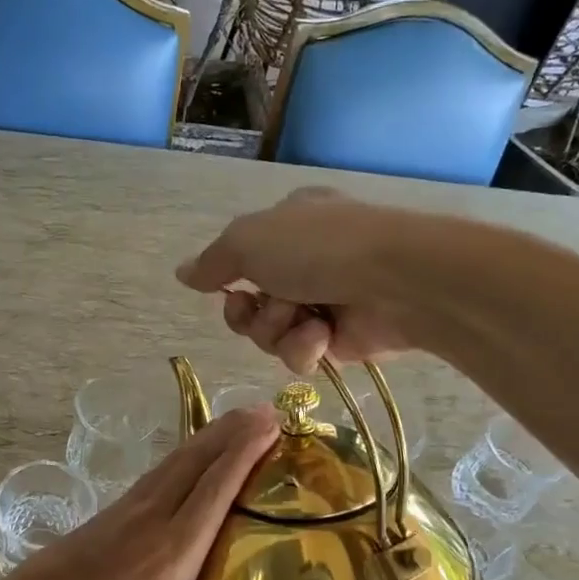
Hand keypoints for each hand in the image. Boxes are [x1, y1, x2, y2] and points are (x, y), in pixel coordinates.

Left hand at [0, 406, 279, 579]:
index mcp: (174, 554)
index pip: (215, 489)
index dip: (244, 453)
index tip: (271, 426)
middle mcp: (154, 519)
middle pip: (198, 460)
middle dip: (235, 431)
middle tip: (268, 412)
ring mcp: (129, 510)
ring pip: (176, 460)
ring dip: (210, 436)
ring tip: (241, 421)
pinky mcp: (112, 511)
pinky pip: (159, 472)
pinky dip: (185, 454)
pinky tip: (197, 454)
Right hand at [176, 188, 421, 374]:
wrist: (396, 281)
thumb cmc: (318, 248)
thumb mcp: (249, 241)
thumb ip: (212, 263)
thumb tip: (181, 273)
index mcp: (287, 225)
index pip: (242, 258)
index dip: (228, 280)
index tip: (228, 289)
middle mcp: (305, 262)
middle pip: (250, 304)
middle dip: (250, 313)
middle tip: (258, 307)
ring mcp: (325, 300)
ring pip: (271, 333)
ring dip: (277, 330)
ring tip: (304, 319)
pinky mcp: (342, 339)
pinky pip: (300, 354)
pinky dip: (304, 347)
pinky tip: (322, 336)